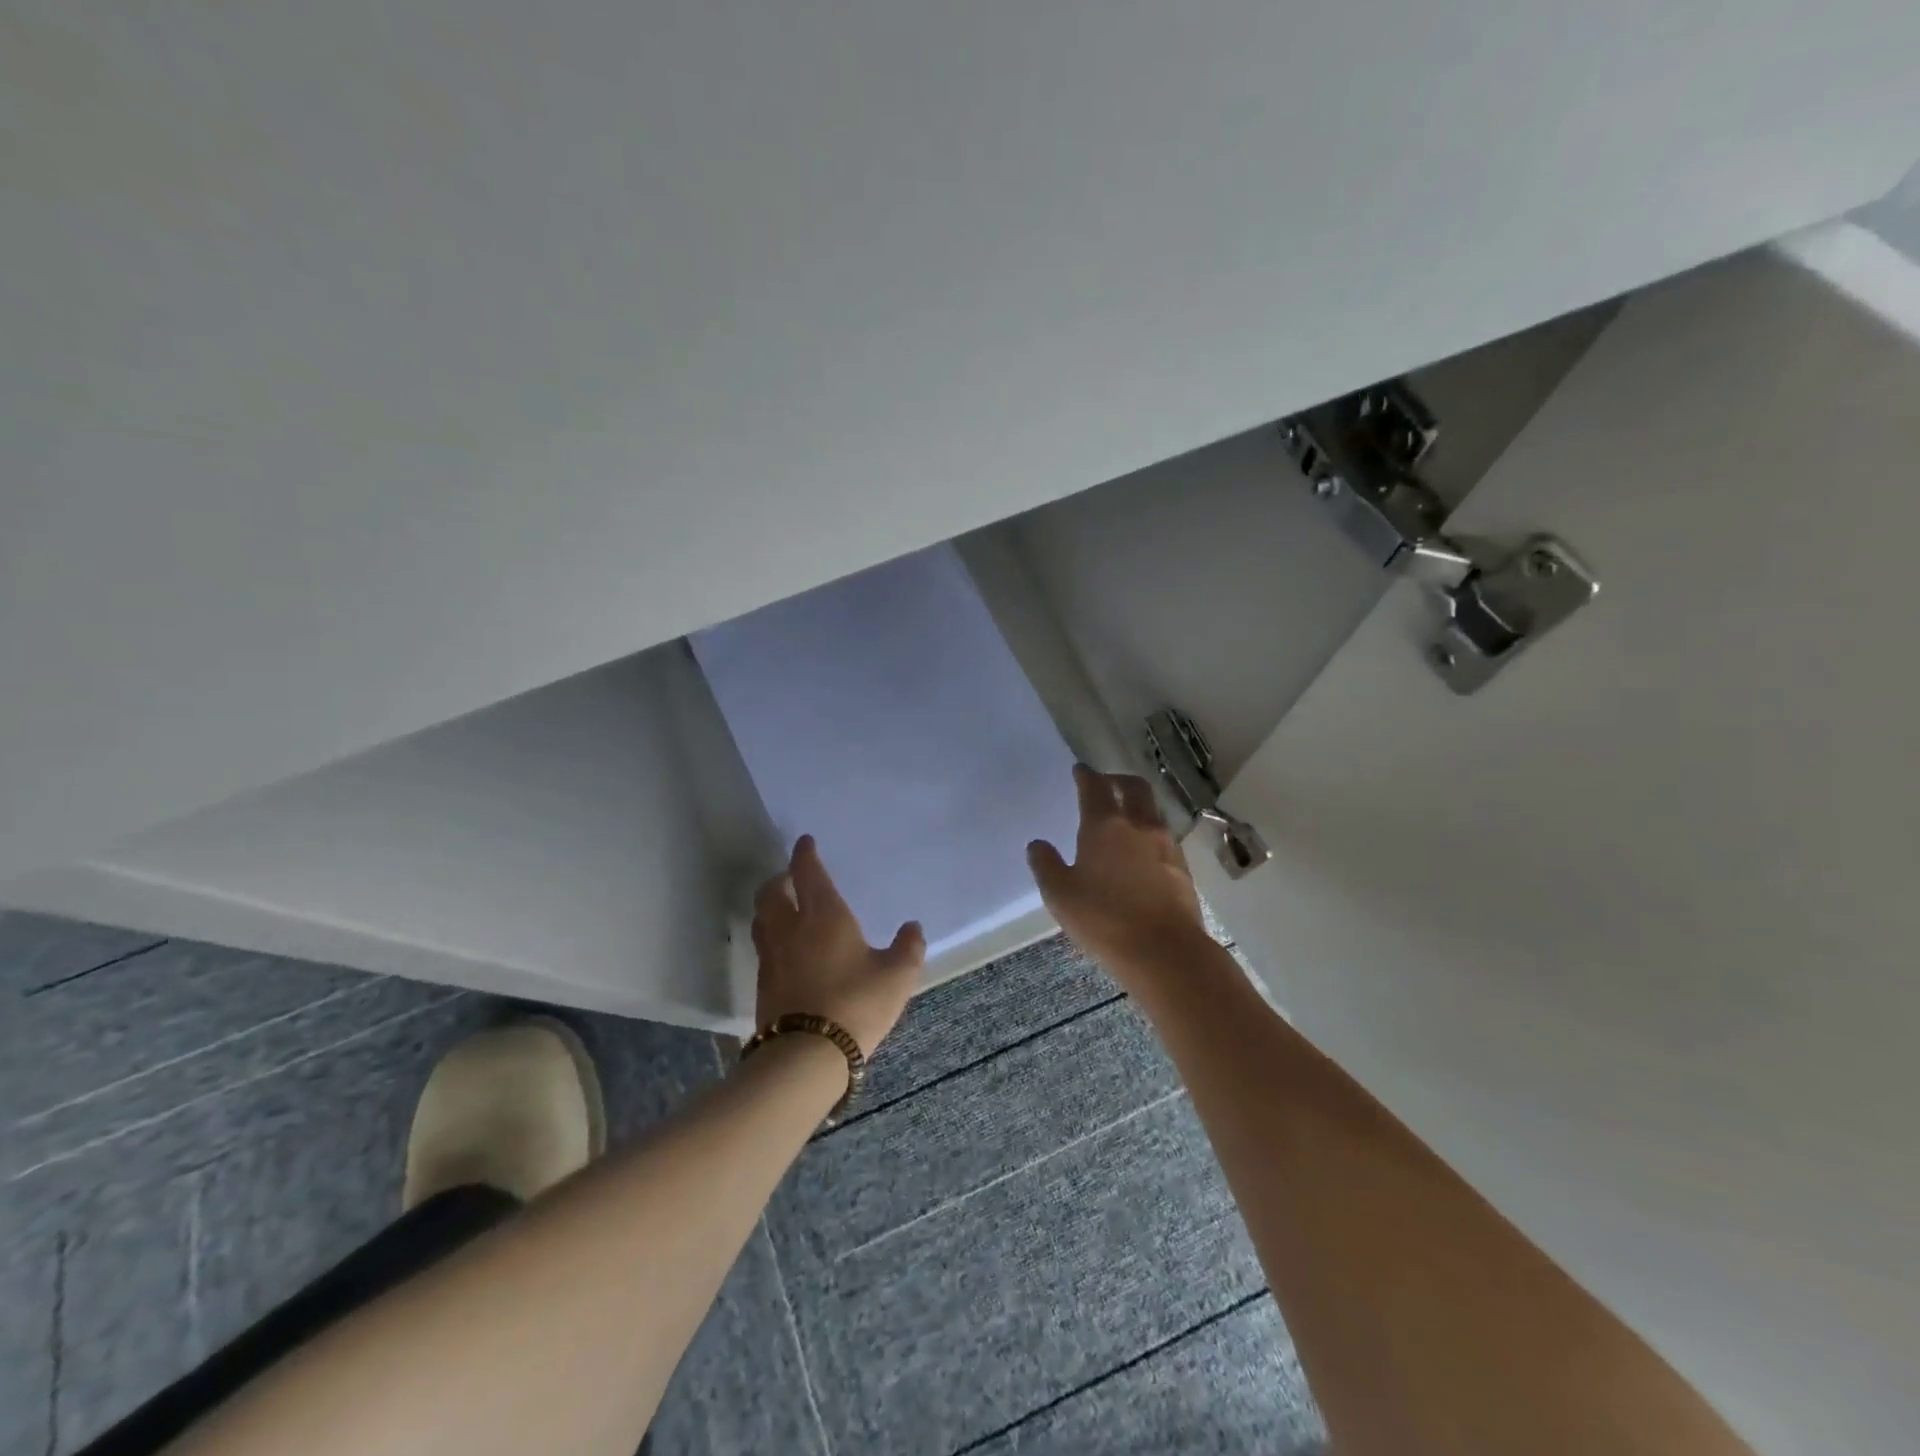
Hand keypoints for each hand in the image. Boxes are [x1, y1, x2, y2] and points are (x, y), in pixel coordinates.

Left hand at [752, 835, 925, 1056]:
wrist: (807, 1055)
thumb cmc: (857, 1004)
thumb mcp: (897, 976)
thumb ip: (908, 948)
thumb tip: (913, 927)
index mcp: (824, 915)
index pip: (809, 873)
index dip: (805, 855)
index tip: (804, 842)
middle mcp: (791, 928)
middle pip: (771, 893)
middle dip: (779, 878)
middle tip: (790, 876)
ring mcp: (772, 957)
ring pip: (761, 919)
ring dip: (769, 906)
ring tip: (782, 907)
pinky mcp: (762, 985)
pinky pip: (763, 947)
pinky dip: (770, 937)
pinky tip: (784, 949)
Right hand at [1027, 764, 1207, 981]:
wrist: (1166, 952)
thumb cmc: (1104, 919)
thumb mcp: (1060, 895)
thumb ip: (1046, 865)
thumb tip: (1037, 844)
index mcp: (1105, 826)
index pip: (1095, 787)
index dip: (1086, 775)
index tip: (1080, 770)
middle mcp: (1139, 826)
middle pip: (1134, 788)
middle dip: (1119, 780)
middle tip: (1107, 783)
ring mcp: (1166, 846)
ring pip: (1153, 812)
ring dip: (1138, 806)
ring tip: (1126, 817)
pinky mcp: (1183, 869)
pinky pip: (1164, 838)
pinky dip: (1150, 834)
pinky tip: (1143, 852)